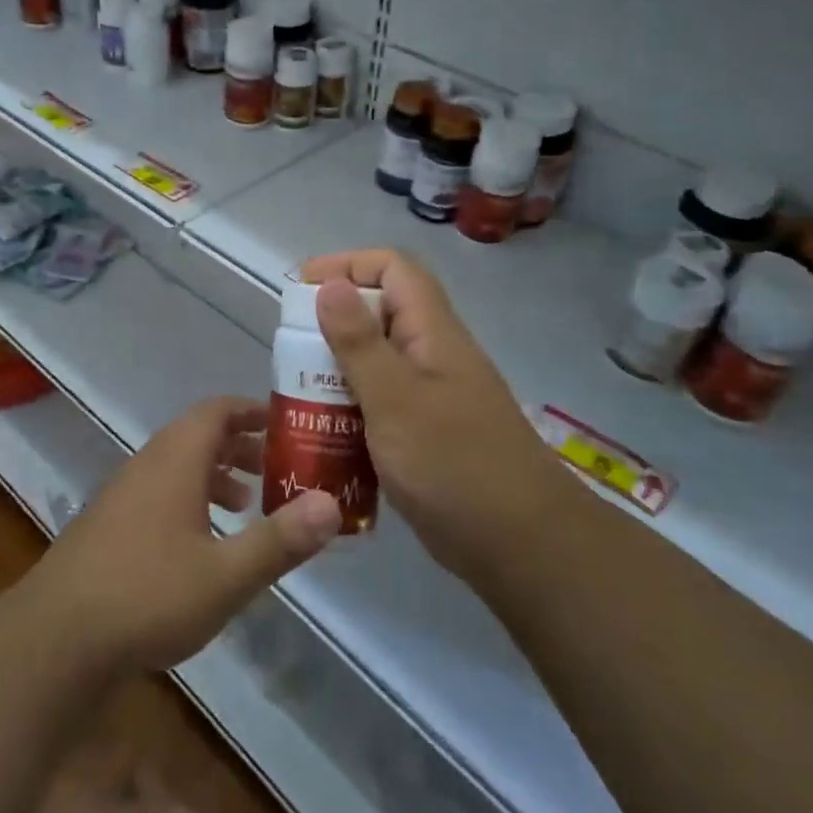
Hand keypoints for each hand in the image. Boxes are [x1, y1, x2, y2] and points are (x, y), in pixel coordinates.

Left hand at [23, 397, 341, 676]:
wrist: (55, 639)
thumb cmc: (148, 595)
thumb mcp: (226, 575)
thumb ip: (280, 540)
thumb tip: (331, 504)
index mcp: (174, 460)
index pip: (216, 410)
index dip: (252, 410)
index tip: (286, 425)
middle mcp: (147, 465)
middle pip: (198, 435)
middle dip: (240, 446)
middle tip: (277, 468)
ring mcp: (122, 495)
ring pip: (178, 466)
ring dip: (215, 475)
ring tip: (246, 506)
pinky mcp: (109, 526)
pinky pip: (160, 493)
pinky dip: (190, 500)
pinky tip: (202, 545)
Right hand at [302, 249, 564, 583]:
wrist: (521, 547)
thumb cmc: (455, 466)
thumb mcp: (396, 400)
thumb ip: (360, 342)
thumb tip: (330, 285)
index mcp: (433, 333)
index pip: (393, 269)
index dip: (347, 265)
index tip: (300, 289)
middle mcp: (433, 355)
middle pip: (381, 313)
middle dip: (332, 322)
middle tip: (290, 351)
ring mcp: (432, 397)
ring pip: (377, 361)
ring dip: (336, 368)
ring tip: (296, 392)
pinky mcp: (426, 434)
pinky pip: (380, 403)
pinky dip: (350, 407)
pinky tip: (323, 432)